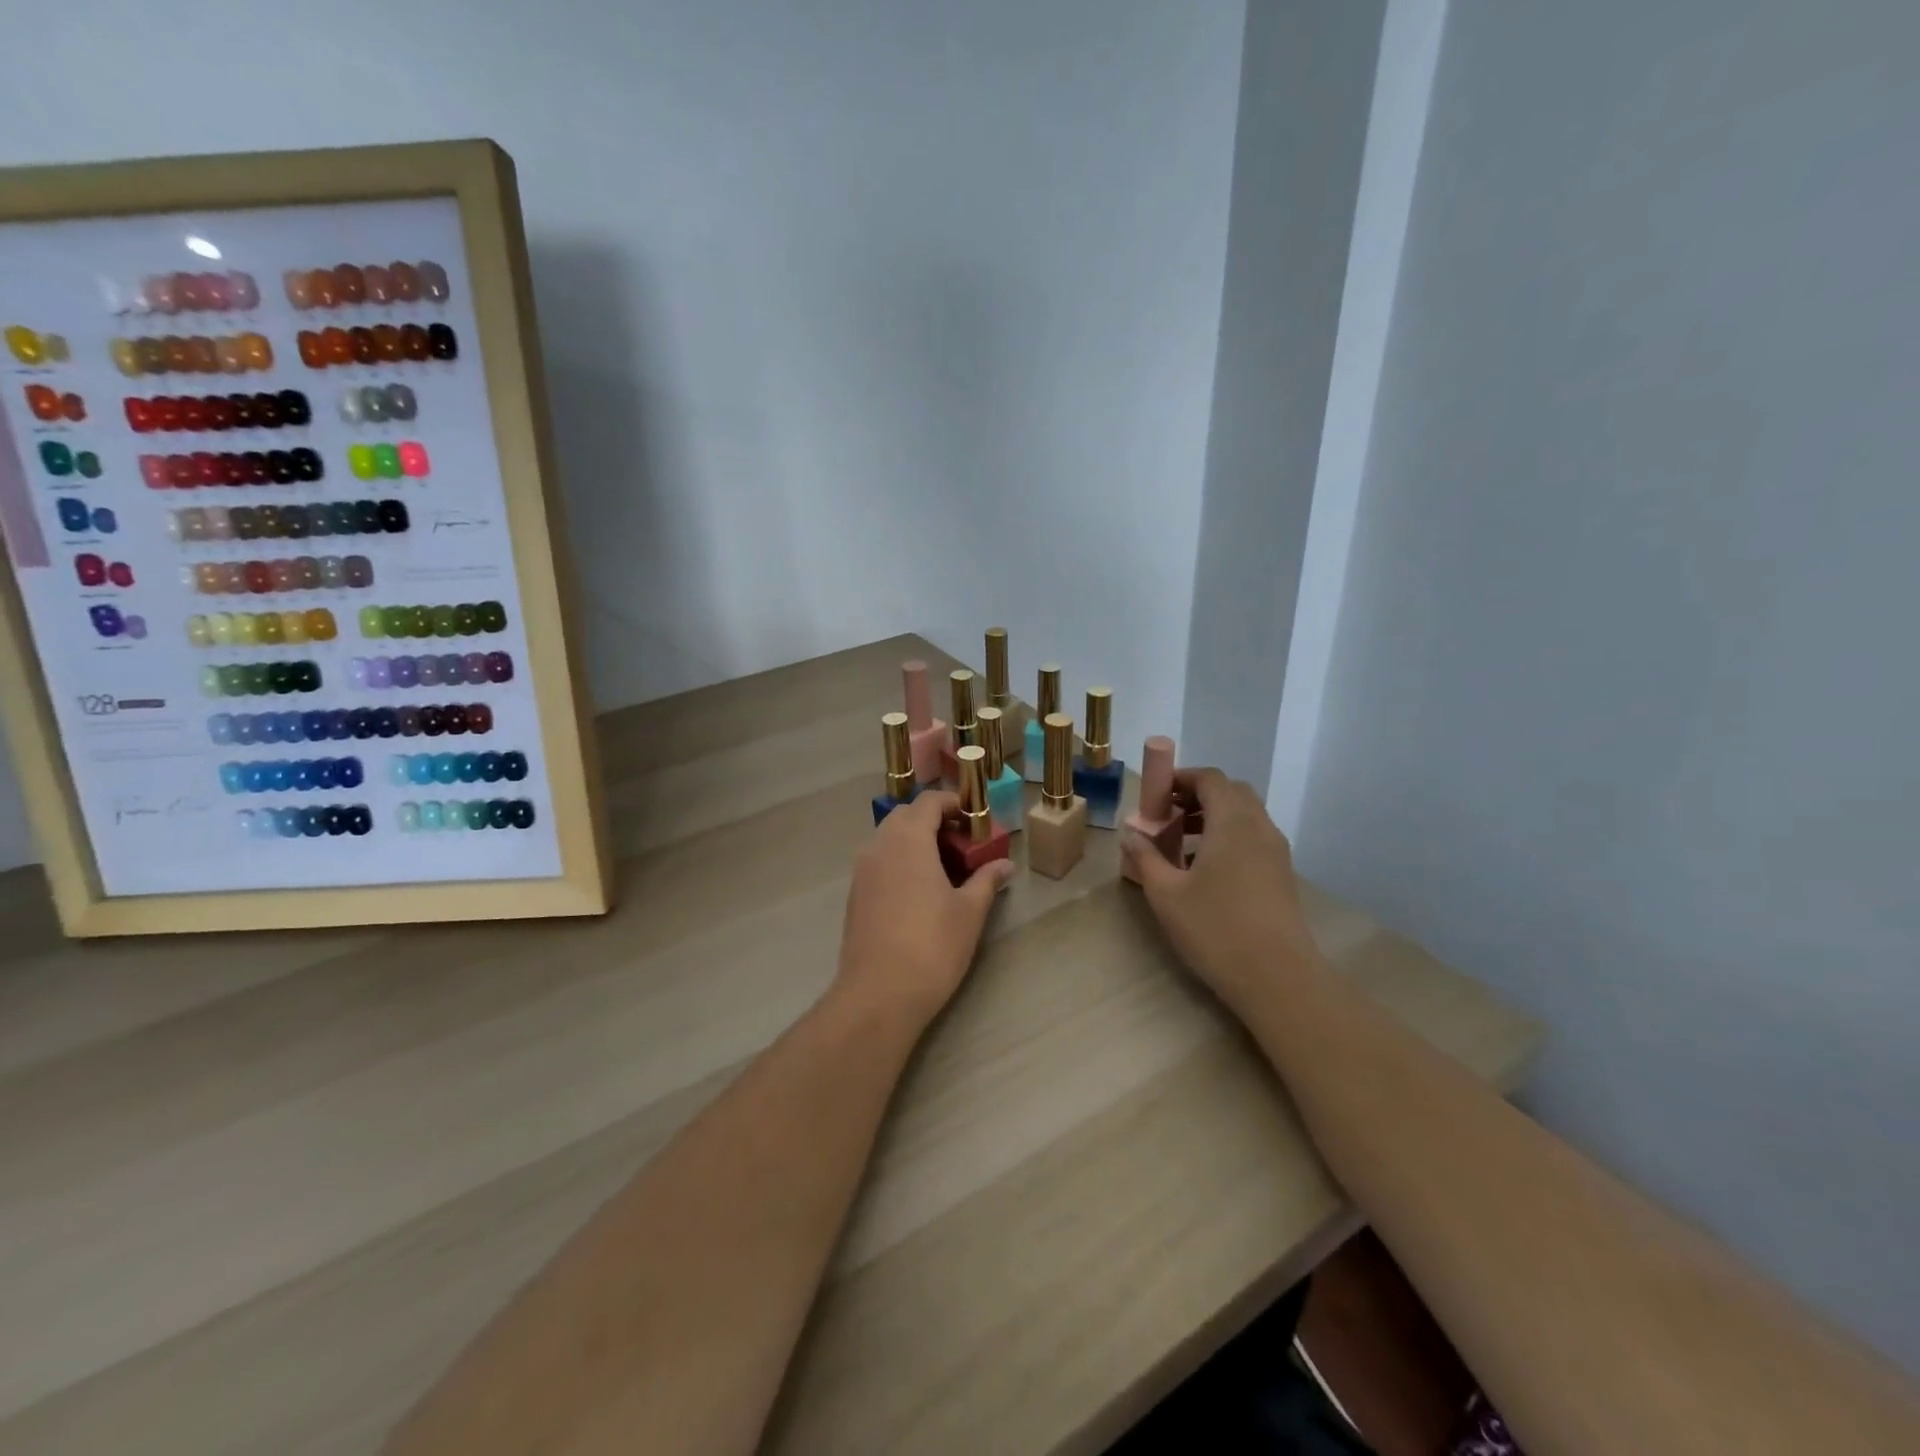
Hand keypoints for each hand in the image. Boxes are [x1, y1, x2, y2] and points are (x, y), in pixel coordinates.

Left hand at [835, 791, 1014, 1031]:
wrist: (879, 994)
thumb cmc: (932, 945)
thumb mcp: (969, 911)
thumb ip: (986, 880)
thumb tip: (1004, 865)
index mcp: (908, 838)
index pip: (929, 801)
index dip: (954, 804)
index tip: (976, 822)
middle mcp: (879, 845)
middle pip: (906, 816)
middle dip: (935, 822)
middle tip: (963, 846)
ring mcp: (862, 870)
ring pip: (890, 839)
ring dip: (916, 842)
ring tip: (945, 870)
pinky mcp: (855, 895)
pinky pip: (879, 862)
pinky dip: (900, 862)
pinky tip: (921, 893)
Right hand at [1121, 768, 1321, 1016]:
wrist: (1278, 978)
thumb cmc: (1216, 929)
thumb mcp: (1166, 894)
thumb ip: (1145, 858)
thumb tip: (1132, 834)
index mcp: (1232, 822)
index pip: (1210, 778)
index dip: (1181, 778)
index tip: (1155, 796)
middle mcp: (1259, 827)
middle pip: (1231, 792)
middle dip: (1197, 795)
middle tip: (1168, 816)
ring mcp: (1276, 851)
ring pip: (1245, 815)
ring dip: (1214, 817)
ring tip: (1182, 843)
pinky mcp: (1283, 875)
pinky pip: (1254, 837)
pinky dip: (1229, 837)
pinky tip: (1207, 870)